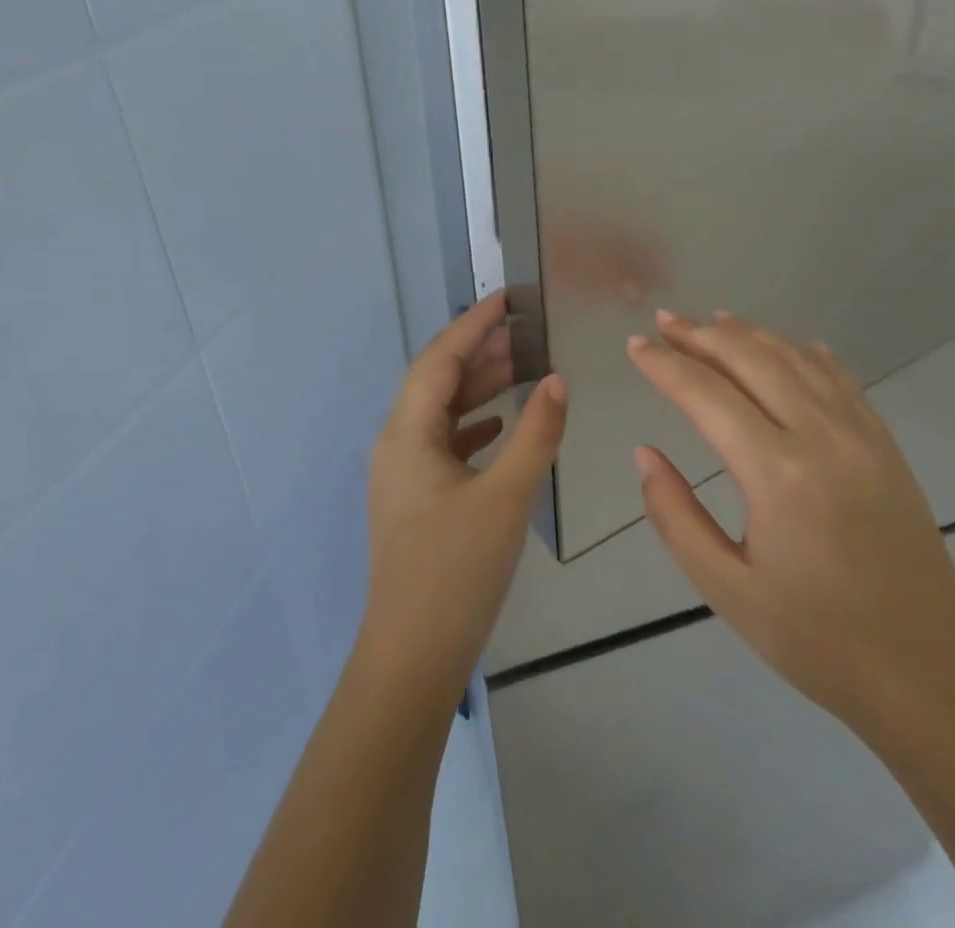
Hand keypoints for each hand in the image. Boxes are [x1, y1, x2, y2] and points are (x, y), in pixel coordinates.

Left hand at [359, 291, 566, 697]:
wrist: (412, 657)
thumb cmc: (456, 571)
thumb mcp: (506, 497)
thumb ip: (536, 434)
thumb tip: (557, 380)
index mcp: (407, 433)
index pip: (440, 358)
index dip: (474, 324)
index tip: (508, 298)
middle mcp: (397, 443)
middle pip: (438, 380)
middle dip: (481, 352)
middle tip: (527, 331)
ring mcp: (403, 473)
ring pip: (442, 412)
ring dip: (479, 387)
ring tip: (524, 366)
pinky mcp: (416, 498)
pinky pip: (445, 442)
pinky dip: (474, 424)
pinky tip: (502, 424)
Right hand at [627, 310, 954, 728]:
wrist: (930, 675)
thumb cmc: (818, 641)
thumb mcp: (728, 590)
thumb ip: (676, 517)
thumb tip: (645, 454)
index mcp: (777, 474)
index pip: (706, 395)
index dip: (665, 365)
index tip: (634, 345)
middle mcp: (821, 436)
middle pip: (751, 360)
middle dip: (701, 335)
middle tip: (664, 320)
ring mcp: (861, 434)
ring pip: (795, 359)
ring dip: (749, 335)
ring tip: (712, 321)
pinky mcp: (885, 444)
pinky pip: (839, 377)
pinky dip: (802, 352)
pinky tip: (785, 347)